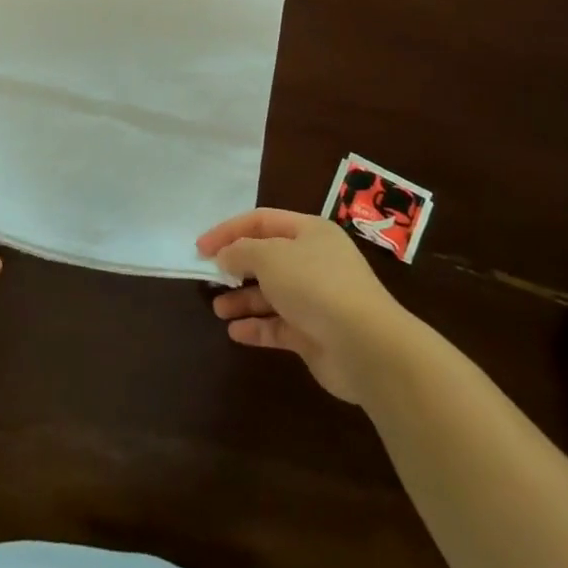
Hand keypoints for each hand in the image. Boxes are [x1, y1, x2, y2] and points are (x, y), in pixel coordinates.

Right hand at [198, 209, 409, 403]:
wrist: (366, 346)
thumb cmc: (315, 285)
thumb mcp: (270, 257)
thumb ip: (240, 252)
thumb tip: (224, 256)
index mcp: (309, 232)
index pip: (261, 221)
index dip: (228, 231)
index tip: (200, 247)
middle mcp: (314, 261)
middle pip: (267, 257)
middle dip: (236, 266)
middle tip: (209, 277)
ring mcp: (316, 299)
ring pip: (271, 294)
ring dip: (243, 300)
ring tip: (218, 309)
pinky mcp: (315, 334)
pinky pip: (279, 326)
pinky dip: (257, 328)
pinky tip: (235, 333)